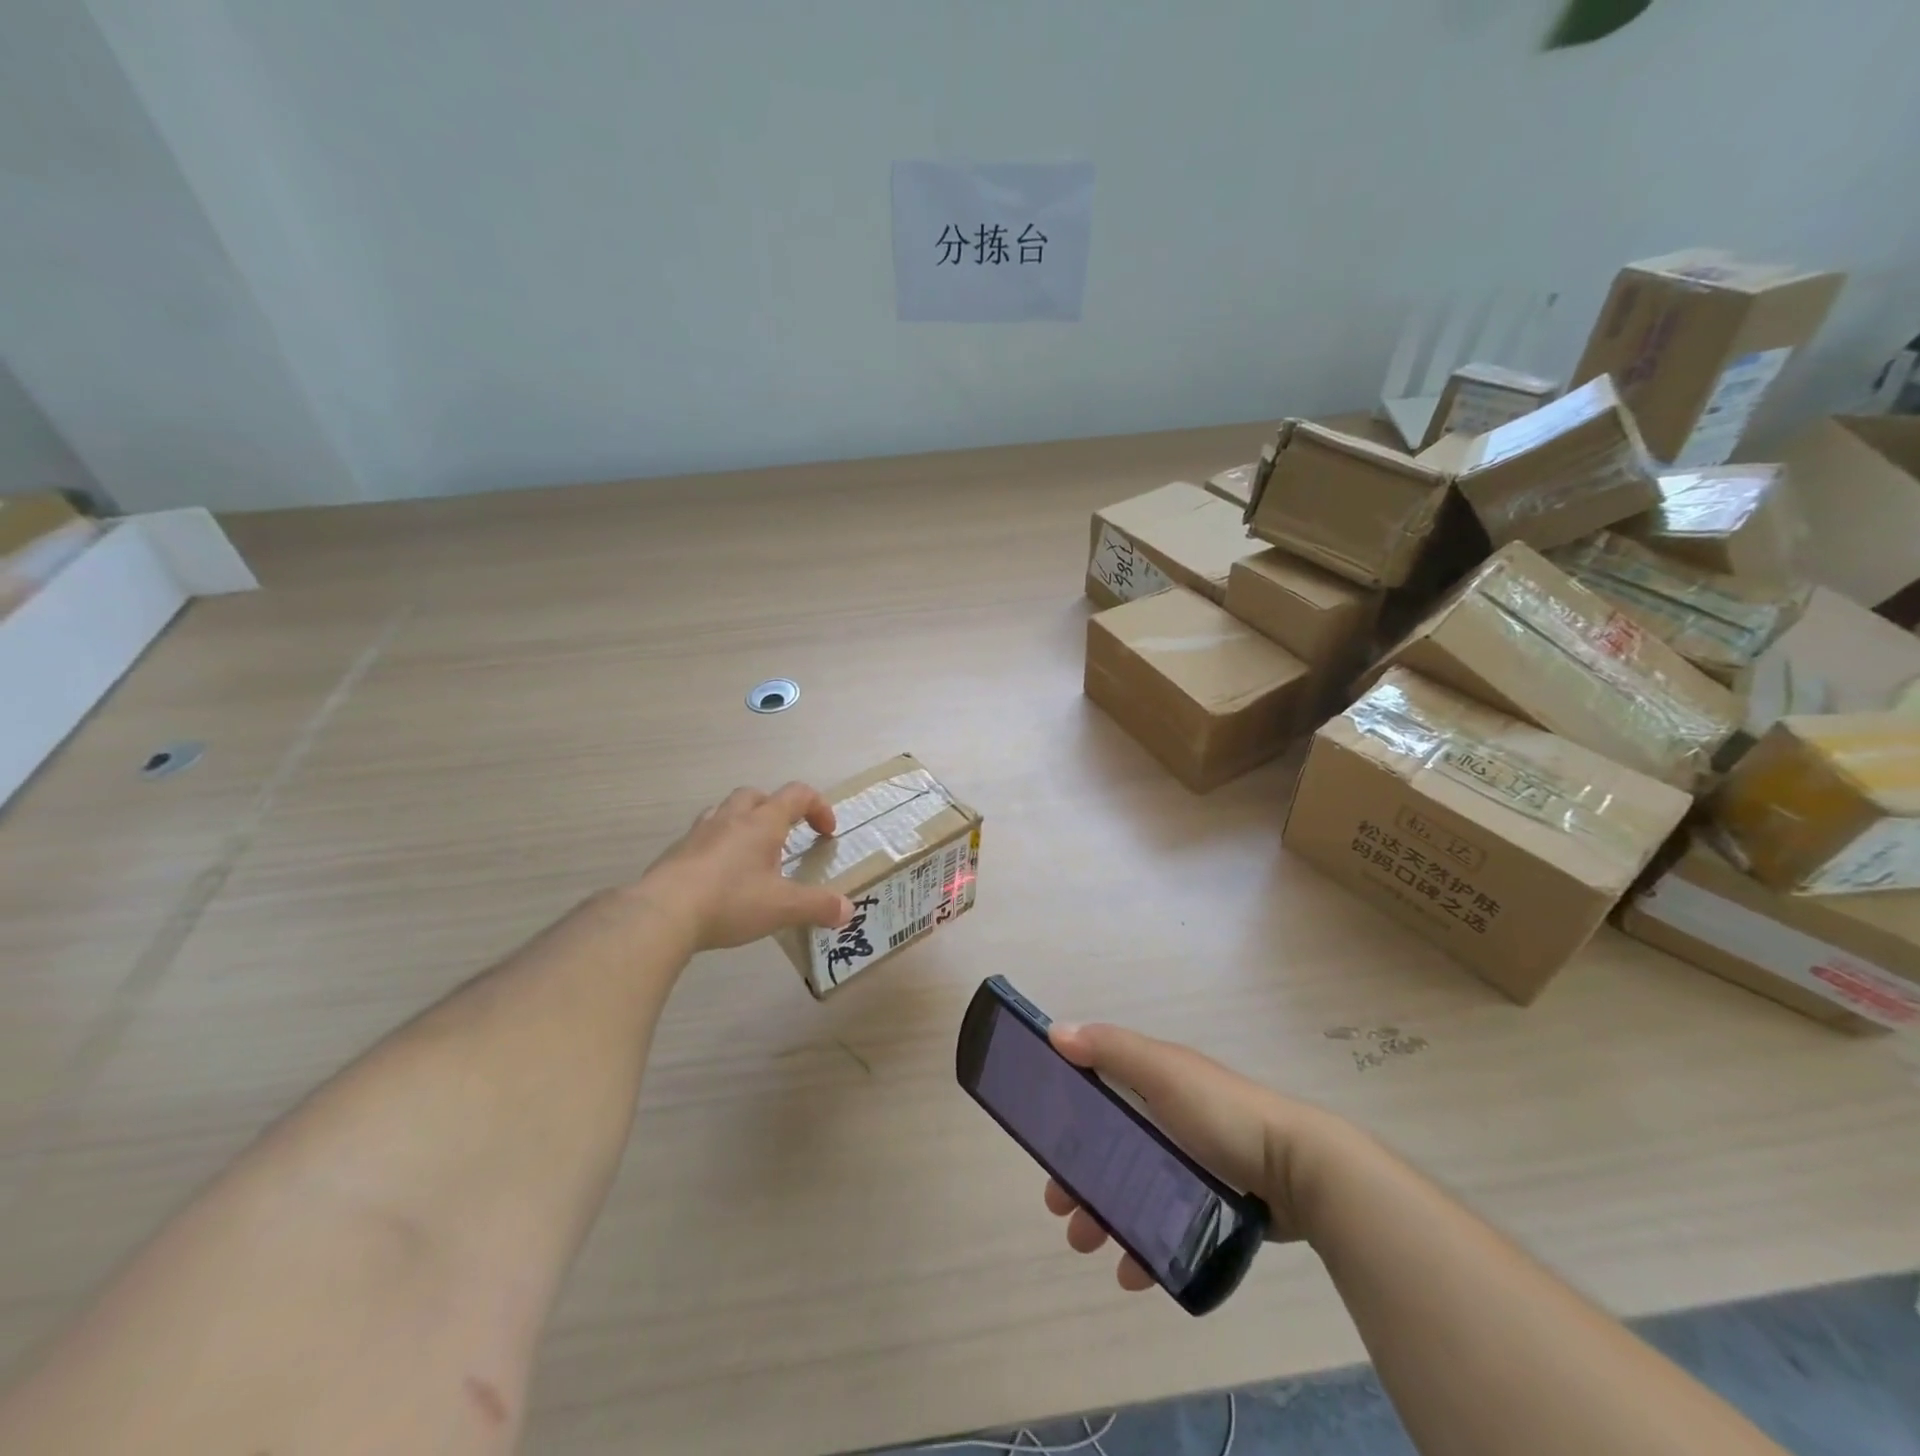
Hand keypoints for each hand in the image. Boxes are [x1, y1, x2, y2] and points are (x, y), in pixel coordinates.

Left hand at [634, 783, 854, 951]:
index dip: (818, 807)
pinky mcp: (676, 852)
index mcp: (762, 822)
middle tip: (786, 838)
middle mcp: (731, 818)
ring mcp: (699, 833)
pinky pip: (703, 837)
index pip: (797, 794)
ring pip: (726, 812)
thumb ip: (817, 906)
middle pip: (757, 795)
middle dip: (777, 810)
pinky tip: (719, 878)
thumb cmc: (730, 901)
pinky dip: (718, 847)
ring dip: (744, 824)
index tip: (826, 833)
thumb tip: (847, 909)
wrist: (661, 913)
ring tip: (751, 855)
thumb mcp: (782, 908)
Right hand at [1041, 1022, 1337, 1291]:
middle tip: (1060, 1209)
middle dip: (1078, 1177)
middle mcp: (1165, 1118)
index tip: (1044, 1149)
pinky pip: (1163, 1226)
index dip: (1066, 1117)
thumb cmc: (1223, 1113)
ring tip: (1087, 1244)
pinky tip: (1132, 1273)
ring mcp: (1188, 1164)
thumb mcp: (1164, 1071)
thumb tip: (1055, 1032)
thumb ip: (1111, 1050)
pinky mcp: (1208, 1205)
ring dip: (1102, 1216)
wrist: (1300, 1170)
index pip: (1096, 1093)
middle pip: (1107, 1147)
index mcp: (1152, 1081)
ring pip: (1130, 1190)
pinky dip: (1142, 1247)